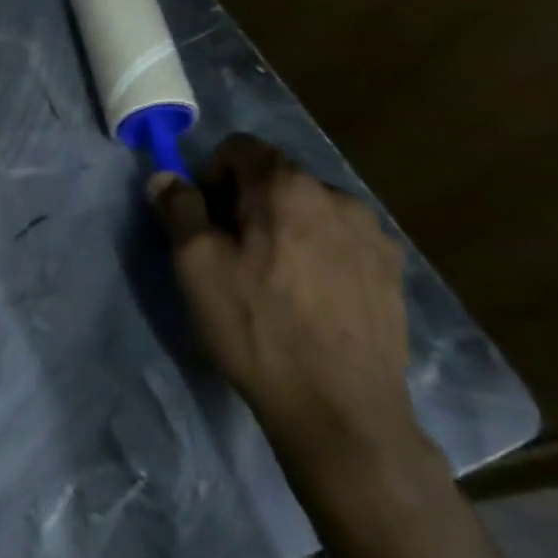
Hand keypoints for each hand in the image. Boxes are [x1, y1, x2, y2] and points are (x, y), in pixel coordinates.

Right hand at [150, 135, 420, 469]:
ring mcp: (373, 235)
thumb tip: (166, 176)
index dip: (211, 175)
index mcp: (288, 188)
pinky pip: (338, 240)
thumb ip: (179, 209)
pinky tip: (307, 299)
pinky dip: (314, 252)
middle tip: (229, 254)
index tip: (203, 219)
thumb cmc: (256, 328)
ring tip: (270, 280)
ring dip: (282, 227)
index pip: (240, 148)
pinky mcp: (392, 272)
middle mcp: (338, 197)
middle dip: (245, 202)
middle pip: (276, 178)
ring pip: (309, 210)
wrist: (340, 409)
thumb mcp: (196, 265)